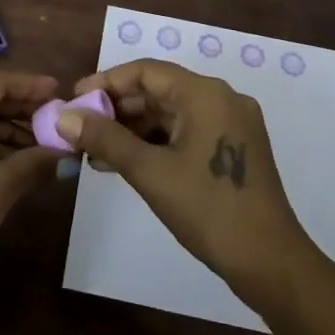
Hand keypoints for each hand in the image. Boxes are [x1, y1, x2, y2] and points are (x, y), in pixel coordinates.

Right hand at [60, 59, 315, 309]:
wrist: (270, 263)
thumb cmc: (208, 209)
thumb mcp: (149, 172)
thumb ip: (105, 139)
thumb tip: (63, 117)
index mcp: (205, 93)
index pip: (146, 72)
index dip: (107, 82)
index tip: (75, 101)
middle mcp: (221, 98)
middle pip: (159, 91)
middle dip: (117, 110)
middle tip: (81, 130)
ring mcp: (231, 124)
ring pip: (171, 114)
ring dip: (134, 130)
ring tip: (96, 153)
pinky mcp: (234, 148)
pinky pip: (186, 133)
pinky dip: (156, 144)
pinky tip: (126, 163)